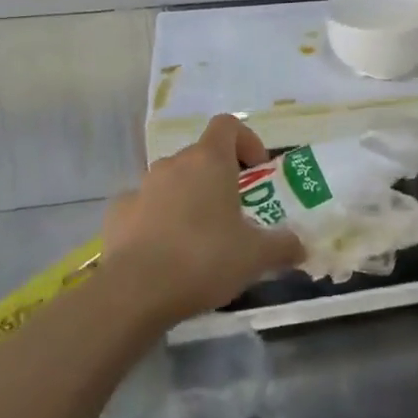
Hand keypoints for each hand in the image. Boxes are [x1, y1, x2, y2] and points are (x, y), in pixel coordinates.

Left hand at [102, 115, 304, 325]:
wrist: (135, 293)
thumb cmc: (205, 259)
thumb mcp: (256, 256)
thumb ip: (283, 246)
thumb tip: (300, 246)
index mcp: (209, 160)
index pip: (228, 125)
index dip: (246, 141)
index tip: (256, 170)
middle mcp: (173, 164)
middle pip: (200, 155)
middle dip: (219, 177)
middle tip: (234, 211)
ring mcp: (141, 187)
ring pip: (171, 181)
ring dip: (187, 197)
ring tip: (199, 236)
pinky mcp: (116, 214)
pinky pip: (143, 206)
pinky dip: (155, 219)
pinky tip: (163, 251)